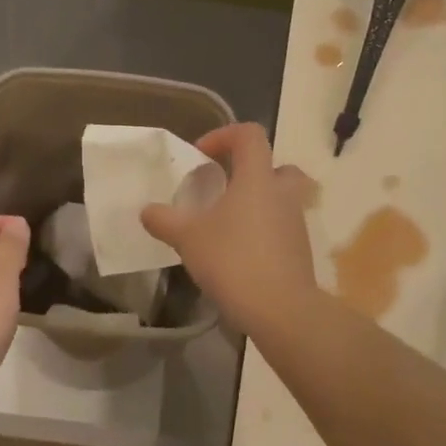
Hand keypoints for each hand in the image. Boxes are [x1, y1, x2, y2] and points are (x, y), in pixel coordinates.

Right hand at [141, 123, 317, 336]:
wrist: (280, 309)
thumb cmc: (233, 260)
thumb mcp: (187, 238)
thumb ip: (164, 220)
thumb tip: (146, 210)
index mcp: (257, 178)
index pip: (250, 135)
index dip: (224, 135)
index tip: (201, 155)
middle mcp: (282, 194)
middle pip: (277, 166)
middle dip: (252, 171)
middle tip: (226, 187)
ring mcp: (296, 223)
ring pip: (280, 199)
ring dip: (256, 203)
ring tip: (225, 224)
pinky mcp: (299, 251)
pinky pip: (281, 228)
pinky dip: (262, 231)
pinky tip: (237, 253)